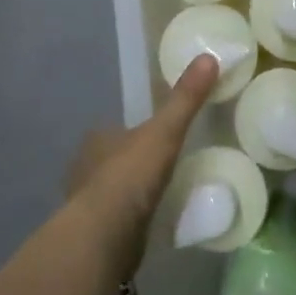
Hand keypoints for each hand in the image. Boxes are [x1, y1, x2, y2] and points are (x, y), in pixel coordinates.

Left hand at [66, 54, 218, 265]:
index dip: (137, 130)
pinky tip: (152, 221)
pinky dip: (134, 218)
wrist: (103, 237)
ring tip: (164, 193)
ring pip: (115, 189)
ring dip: (134, 191)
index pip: (117, 128)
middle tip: (166, 165)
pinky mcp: (95, 234)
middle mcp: (86, 167)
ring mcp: (88, 203)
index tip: (160, 135)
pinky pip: (119, 219)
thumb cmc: (129, 176)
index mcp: (98, 138)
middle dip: (135, 161)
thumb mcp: (164, 131)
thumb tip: (209, 57)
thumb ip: (185, 99)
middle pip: (115, 158)